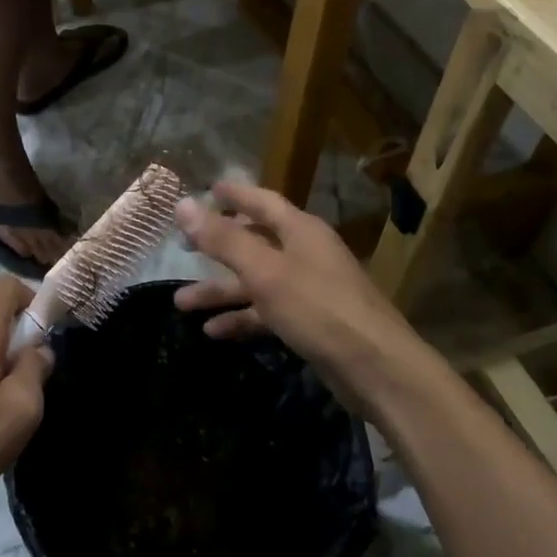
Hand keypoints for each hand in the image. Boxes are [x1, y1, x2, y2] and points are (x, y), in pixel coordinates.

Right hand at [174, 180, 418, 394]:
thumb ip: (223, 239)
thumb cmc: (317, 307)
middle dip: (217, 247)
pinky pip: (267, 312)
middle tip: (181, 248)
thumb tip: (183, 205)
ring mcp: (308, 289)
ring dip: (221, 290)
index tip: (207, 189)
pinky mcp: (310, 322)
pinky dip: (242, 317)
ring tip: (180, 303)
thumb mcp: (264, 270)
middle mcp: (305, 253)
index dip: (234, 195)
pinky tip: (213, 331)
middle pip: (254, 242)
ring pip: (256, 281)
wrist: (375, 367)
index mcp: (299, 230)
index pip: (261, 201)